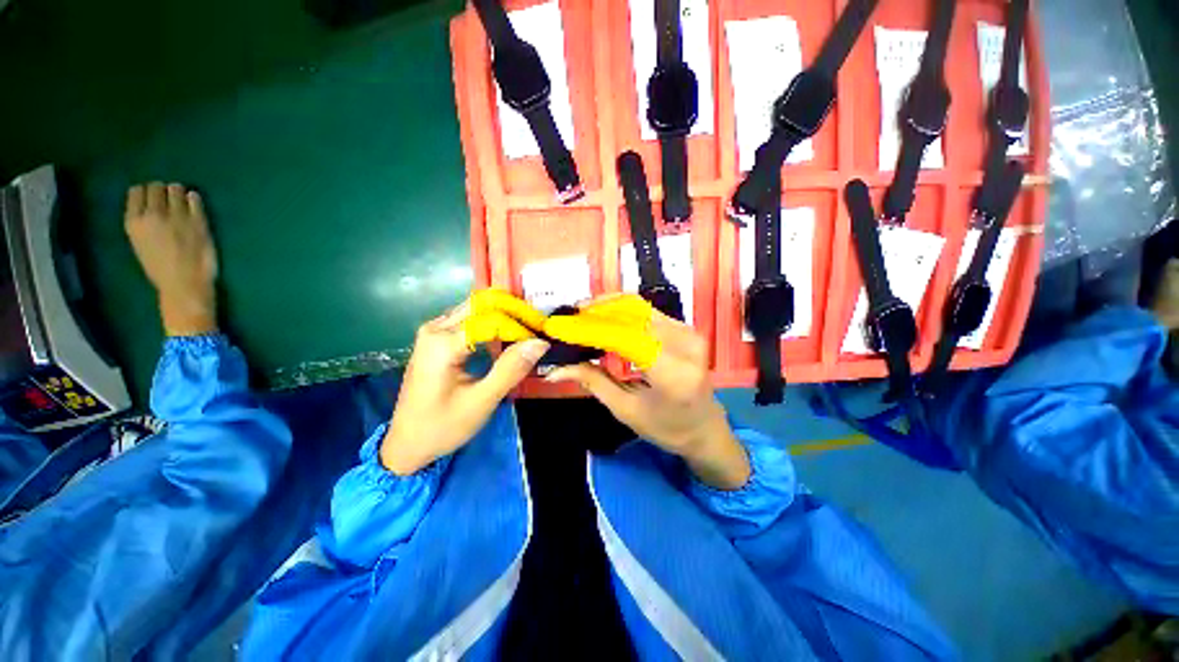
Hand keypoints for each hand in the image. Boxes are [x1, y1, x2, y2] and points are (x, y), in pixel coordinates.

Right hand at [124, 182, 217, 336]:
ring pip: (176, 189)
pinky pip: (195, 198)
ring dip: (179, 192)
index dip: (146, 192)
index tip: (152, 196)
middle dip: (162, 190)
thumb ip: (143, 224)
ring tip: (182, 200)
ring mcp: (177, 216)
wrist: (185, 284)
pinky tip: (194, 202)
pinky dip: (194, 198)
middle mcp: (153, 215)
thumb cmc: (161, 269)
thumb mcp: (140, 244)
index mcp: (134, 222)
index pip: (136, 192)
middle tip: (168, 197)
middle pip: (156, 187)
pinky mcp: (198, 221)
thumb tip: (148, 207)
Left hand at [380, 291, 549, 474]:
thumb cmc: (443, 426)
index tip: (543, 336)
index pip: (492, 319)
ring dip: (504, 316)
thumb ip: (510, 369)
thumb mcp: (481, 401)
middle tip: (539, 328)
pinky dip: (492, 323)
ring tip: (529, 331)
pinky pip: (469, 320)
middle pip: (482, 306)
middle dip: (514, 313)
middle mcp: (435, 328)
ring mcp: (433, 331)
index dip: (521, 325)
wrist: (406, 443)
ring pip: (476, 310)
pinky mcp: (436, 338)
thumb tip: (540, 342)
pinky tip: (508, 335)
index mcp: (442, 343)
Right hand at [544, 295, 749, 489]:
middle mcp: (685, 344)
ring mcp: (688, 332)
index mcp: (672, 373)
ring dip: (607, 308)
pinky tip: (604, 319)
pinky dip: (621, 312)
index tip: (560, 328)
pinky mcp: (685, 328)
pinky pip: (647, 312)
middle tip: (569, 319)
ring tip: (581, 318)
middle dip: (596, 312)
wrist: (705, 428)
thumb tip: (556, 369)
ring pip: (638, 307)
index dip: (589, 328)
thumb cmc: (667, 428)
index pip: (624, 337)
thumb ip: (593, 382)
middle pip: (632, 313)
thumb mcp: (626, 410)